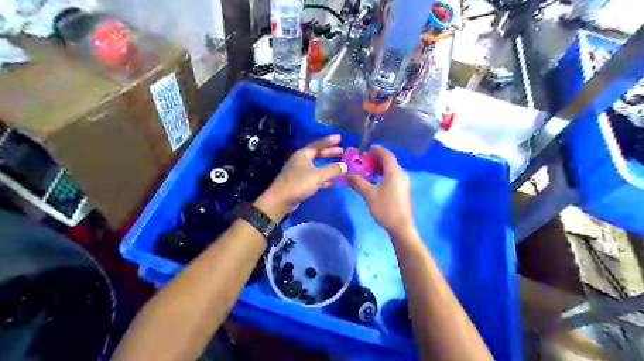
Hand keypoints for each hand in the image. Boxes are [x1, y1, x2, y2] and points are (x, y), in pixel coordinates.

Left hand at [255, 135, 346, 219]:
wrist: (280, 200)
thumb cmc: (298, 183)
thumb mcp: (318, 175)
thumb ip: (332, 169)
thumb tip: (345, 165)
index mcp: (303, 154)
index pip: (318, 144)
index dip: (329, 141)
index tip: (339, 137)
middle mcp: (300, 161)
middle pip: (317, 154)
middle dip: (329, 153)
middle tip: (342, 151)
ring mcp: (299, 172)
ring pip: (316, 166)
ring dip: (327, 166)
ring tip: (340, 166)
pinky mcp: (299, 183)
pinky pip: (314, 177)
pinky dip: (323, 178)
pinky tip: (332, 183)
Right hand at [347, 143, 411, 237]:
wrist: (401, 227)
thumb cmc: (385, 208)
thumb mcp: (369, 194)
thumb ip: (358, 182)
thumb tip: (347, 174)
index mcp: (394, 172)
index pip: (387, 155)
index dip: (377, 150)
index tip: (367, 149)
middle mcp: (401, 175)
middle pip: (390, 162)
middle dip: (377, 159)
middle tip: (364, 160)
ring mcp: (404, 183)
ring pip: (392, 170)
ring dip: (380, 168)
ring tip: (368, 170)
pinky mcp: (403, 191)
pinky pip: (393, 177)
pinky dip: (384, 175)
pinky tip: (375, 182)